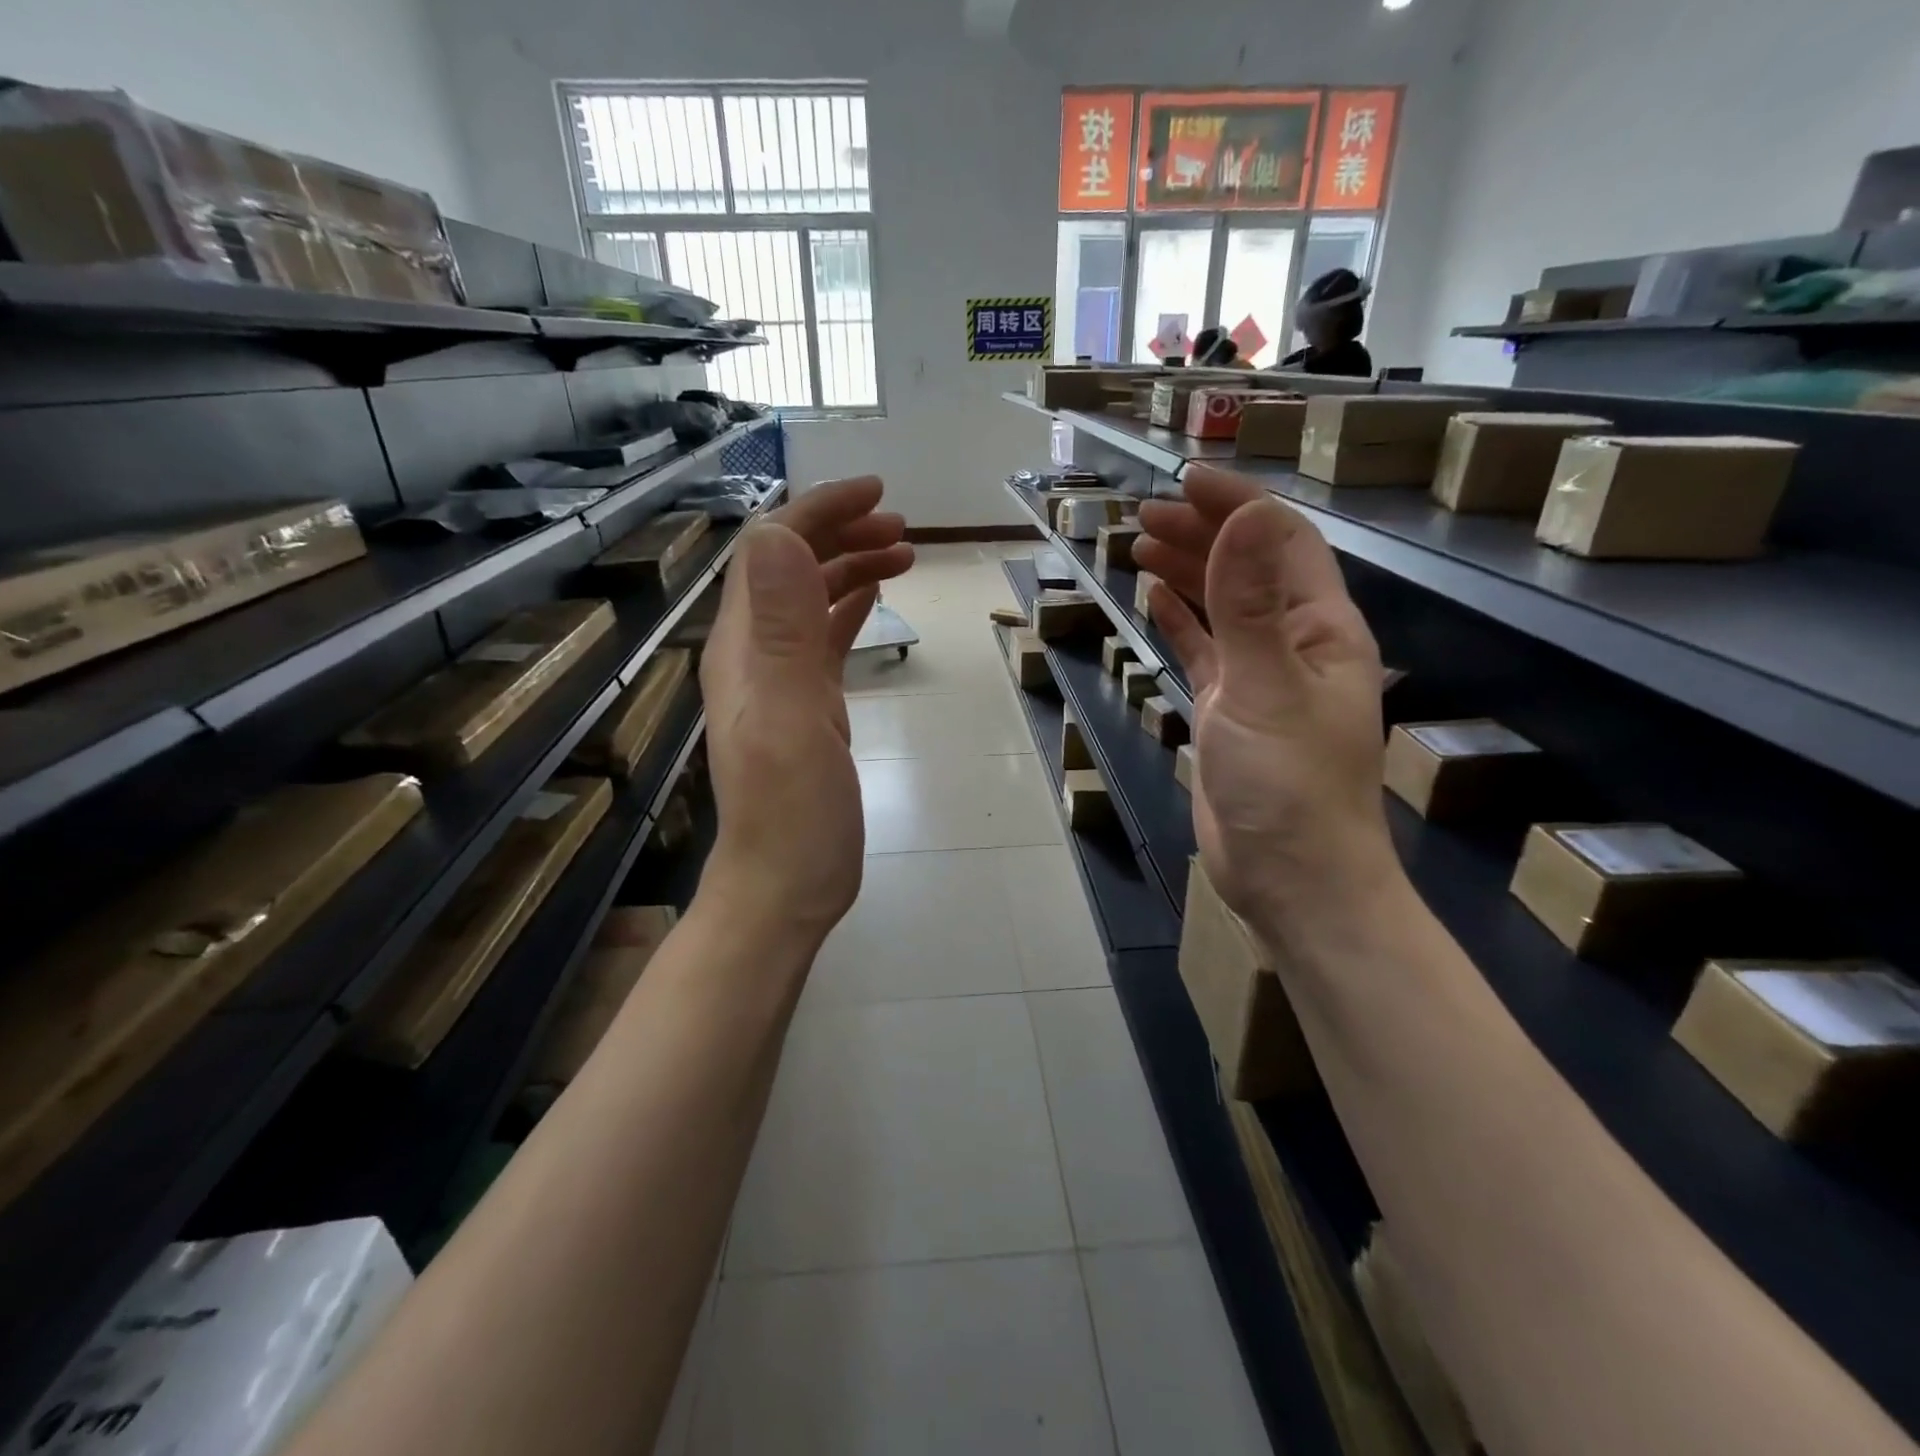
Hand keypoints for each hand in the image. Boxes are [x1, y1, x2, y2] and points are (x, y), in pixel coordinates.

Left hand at [697, 477, 912, 945]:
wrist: (787, 884)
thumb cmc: (792, 812)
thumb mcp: (789, 718)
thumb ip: (782, 630)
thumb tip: (775, 535)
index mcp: (745, 648)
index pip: (771, 552)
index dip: (818, 512)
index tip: (877, 494)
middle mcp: (755, 654)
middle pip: (791, 568)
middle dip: (842, 533)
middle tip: (903, 529)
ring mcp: (780, 680)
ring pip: (811, 599)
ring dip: (851, 566)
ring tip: (904, 554)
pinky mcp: (806, 705)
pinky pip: (824, 639)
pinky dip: (849, 607)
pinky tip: (874, 597)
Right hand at [1134, 467, 1397, 942]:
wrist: (1290, 876)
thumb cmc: (1287, 784)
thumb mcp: (1266, 687)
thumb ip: (1250, 603)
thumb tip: (1244, 515)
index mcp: (1321, 628)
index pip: (1282, 543)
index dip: (1237, 505)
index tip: (1184, 481)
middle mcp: (1294, 643)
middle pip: (1248, 569)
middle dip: (1202, 534)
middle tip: (1145, 515)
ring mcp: (1260, 678)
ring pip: (1222, 607)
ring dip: (1187, 571)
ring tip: (1141, 545)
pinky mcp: (1229, 709)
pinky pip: (1205, 650)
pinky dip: (1181, 621)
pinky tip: (1155, 599)